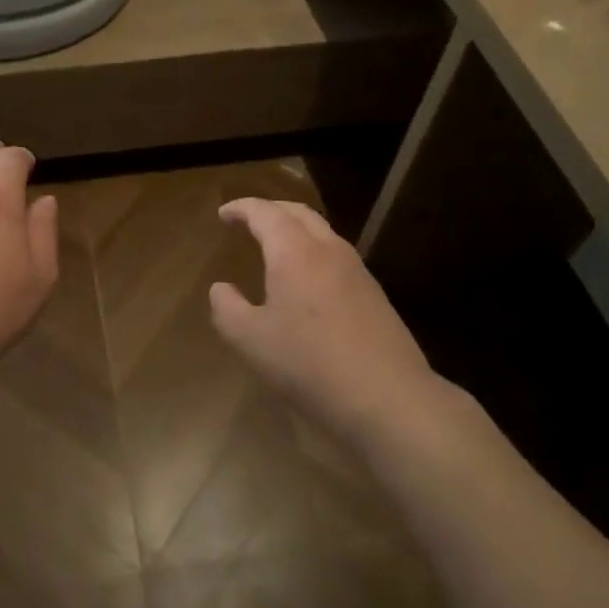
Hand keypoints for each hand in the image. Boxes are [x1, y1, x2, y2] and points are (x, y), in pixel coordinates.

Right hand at [209, 198, 455, 445]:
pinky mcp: (374, 294)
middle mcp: (328, 251)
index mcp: (294, 252)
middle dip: (271, 210)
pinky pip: (337, 256)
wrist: (388, 398)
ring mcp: (357, 271)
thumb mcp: (251, 341)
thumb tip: (220, 289)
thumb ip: (227, 308)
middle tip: (248, 220)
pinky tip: (306, 280)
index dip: (241, 209)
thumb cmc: (309, 364)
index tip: (223, 213)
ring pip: (323, 233)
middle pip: (298, 213)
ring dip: (295, 229)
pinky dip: (313, 252)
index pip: (265, 213)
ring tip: (275, 245)